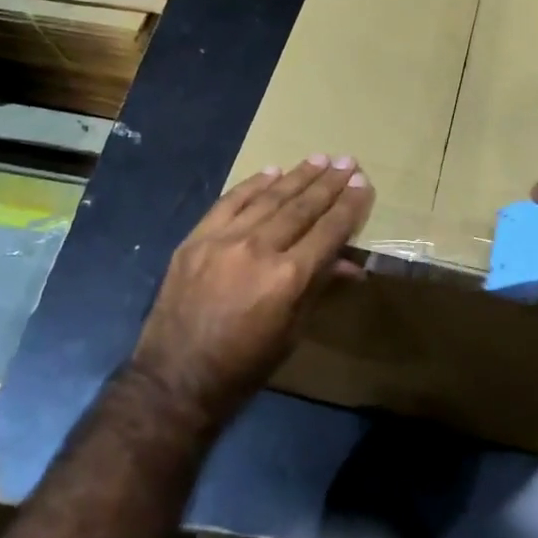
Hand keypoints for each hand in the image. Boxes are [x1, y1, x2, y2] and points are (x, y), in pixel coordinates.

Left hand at [132, 155, 373, 427]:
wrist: (175, 378)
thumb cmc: (244, 366)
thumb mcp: (291, 332)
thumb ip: (318, 287)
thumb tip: (350, 264)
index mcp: (287, 278)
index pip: (328, 231)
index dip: (349, 206)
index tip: (363, 183)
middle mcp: (258, 249)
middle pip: (301, 207)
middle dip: (328, 184)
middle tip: (347, 161)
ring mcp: (223, 240)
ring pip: (268, 198)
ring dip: (296, 177)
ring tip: (318, 159)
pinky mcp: (196, 238)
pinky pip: (229, 202)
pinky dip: (252, 185)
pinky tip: (271, 171)